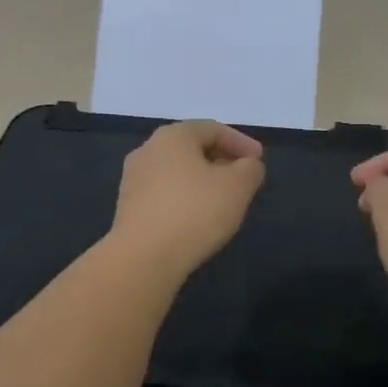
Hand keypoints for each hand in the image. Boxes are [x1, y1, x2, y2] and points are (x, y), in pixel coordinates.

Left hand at [110, 120, 266, 276]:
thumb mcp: (237, 187)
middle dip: (221, 160)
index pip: (212, 129)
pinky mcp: (128, 207)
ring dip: (203, 181)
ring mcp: (133, 179)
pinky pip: (164, 194)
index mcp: (172, 136)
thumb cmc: (194, 212)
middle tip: (243, 179)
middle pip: (192, 148)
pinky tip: (198, 219)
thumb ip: (250, 169)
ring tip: (224, 201)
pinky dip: (185, 199)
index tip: (259, 161)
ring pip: (177, 172)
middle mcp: (147, 150)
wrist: (143, 258)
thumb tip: (248, 165)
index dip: (241, 142)